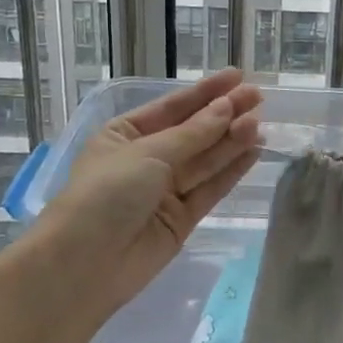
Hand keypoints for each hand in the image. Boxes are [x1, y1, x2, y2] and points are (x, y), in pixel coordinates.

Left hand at [36, 70, 261, 321]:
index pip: (173, 107)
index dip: (206, 91)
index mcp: (126, 135)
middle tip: (258, 98)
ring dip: (232, 140)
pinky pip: (211, 188)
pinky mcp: (182, 219)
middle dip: (224, 114)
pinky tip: (254, 151)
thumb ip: (193, 133)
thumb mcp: (148, 153)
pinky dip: (232, 170)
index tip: (237, 75)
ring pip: (206, 159)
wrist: (83, 266)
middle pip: (194, 132)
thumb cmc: (105, 195)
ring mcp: (165, 190)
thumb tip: (227, 107)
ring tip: (260, 122)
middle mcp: (147, 159)